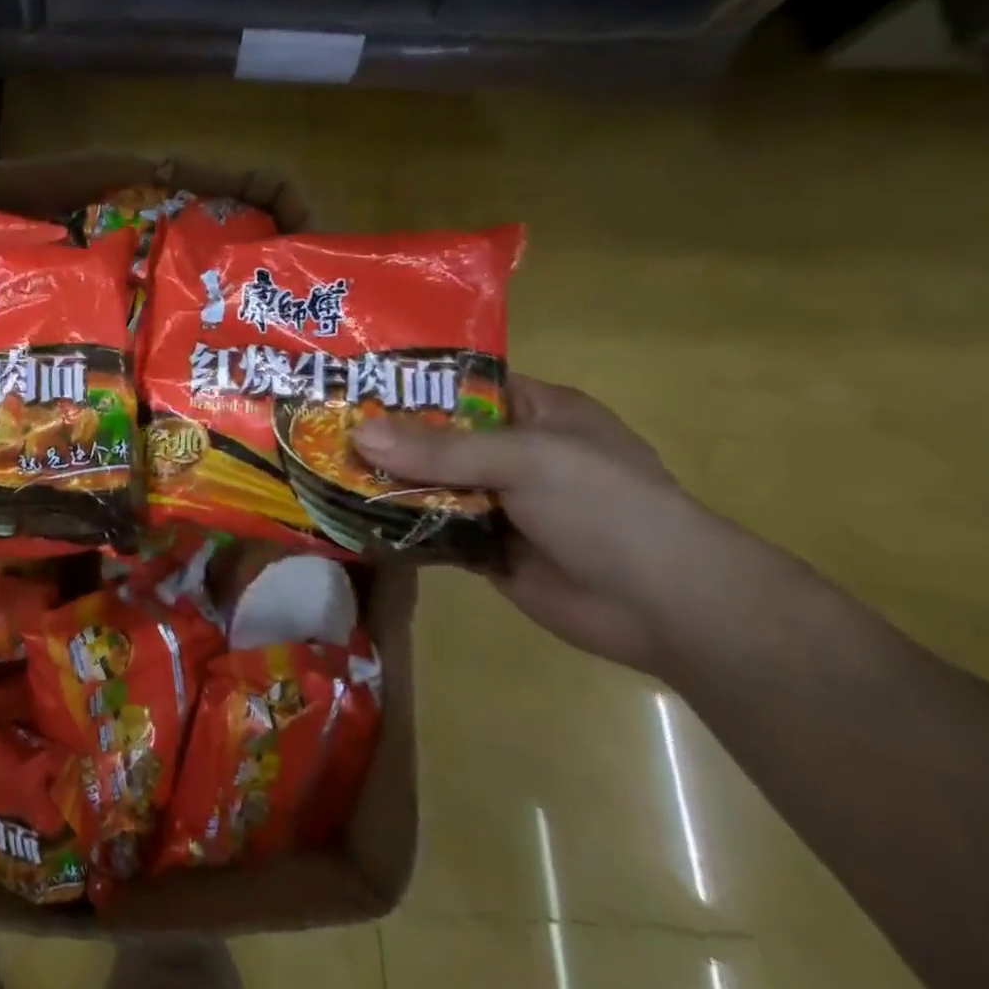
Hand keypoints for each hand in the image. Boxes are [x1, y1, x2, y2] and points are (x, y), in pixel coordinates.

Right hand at [352, 374, 719, 673]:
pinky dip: (395, 521)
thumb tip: (356, 435)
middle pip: (434, 433)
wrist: (671, 612)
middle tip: (317, 422)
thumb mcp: (525, 459)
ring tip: (317, 463)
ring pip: (426, 481)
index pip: (459, 382)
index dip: (407, 380)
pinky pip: (429, 526)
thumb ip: (440, 449)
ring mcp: (497, 500)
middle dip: (383, 432)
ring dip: (382, 478)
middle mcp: (511, 450)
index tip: (348, 376)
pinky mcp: (485, 547)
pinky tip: (346, 511)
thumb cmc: (608, 507)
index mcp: (534, 410)